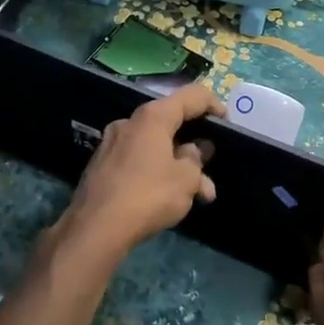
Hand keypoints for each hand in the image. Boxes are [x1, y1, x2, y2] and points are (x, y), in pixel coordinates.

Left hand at [58, 82, 223, 259]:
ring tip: (197, 195)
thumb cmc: (149, 195)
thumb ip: (196, 160)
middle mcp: (129, 123)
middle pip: (170, 123)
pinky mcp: (101, 166)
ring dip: (177, 166)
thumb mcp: (186, 179)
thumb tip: (194, 150)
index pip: (191, 96)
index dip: (213, 104)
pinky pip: (138, 161)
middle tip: (210, 167)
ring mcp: (111, 144)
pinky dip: (156, 173)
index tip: (227, 123)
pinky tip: (167, 198)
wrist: (96, 228)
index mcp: (152, 117)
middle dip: (194, 145)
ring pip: (154, 147)